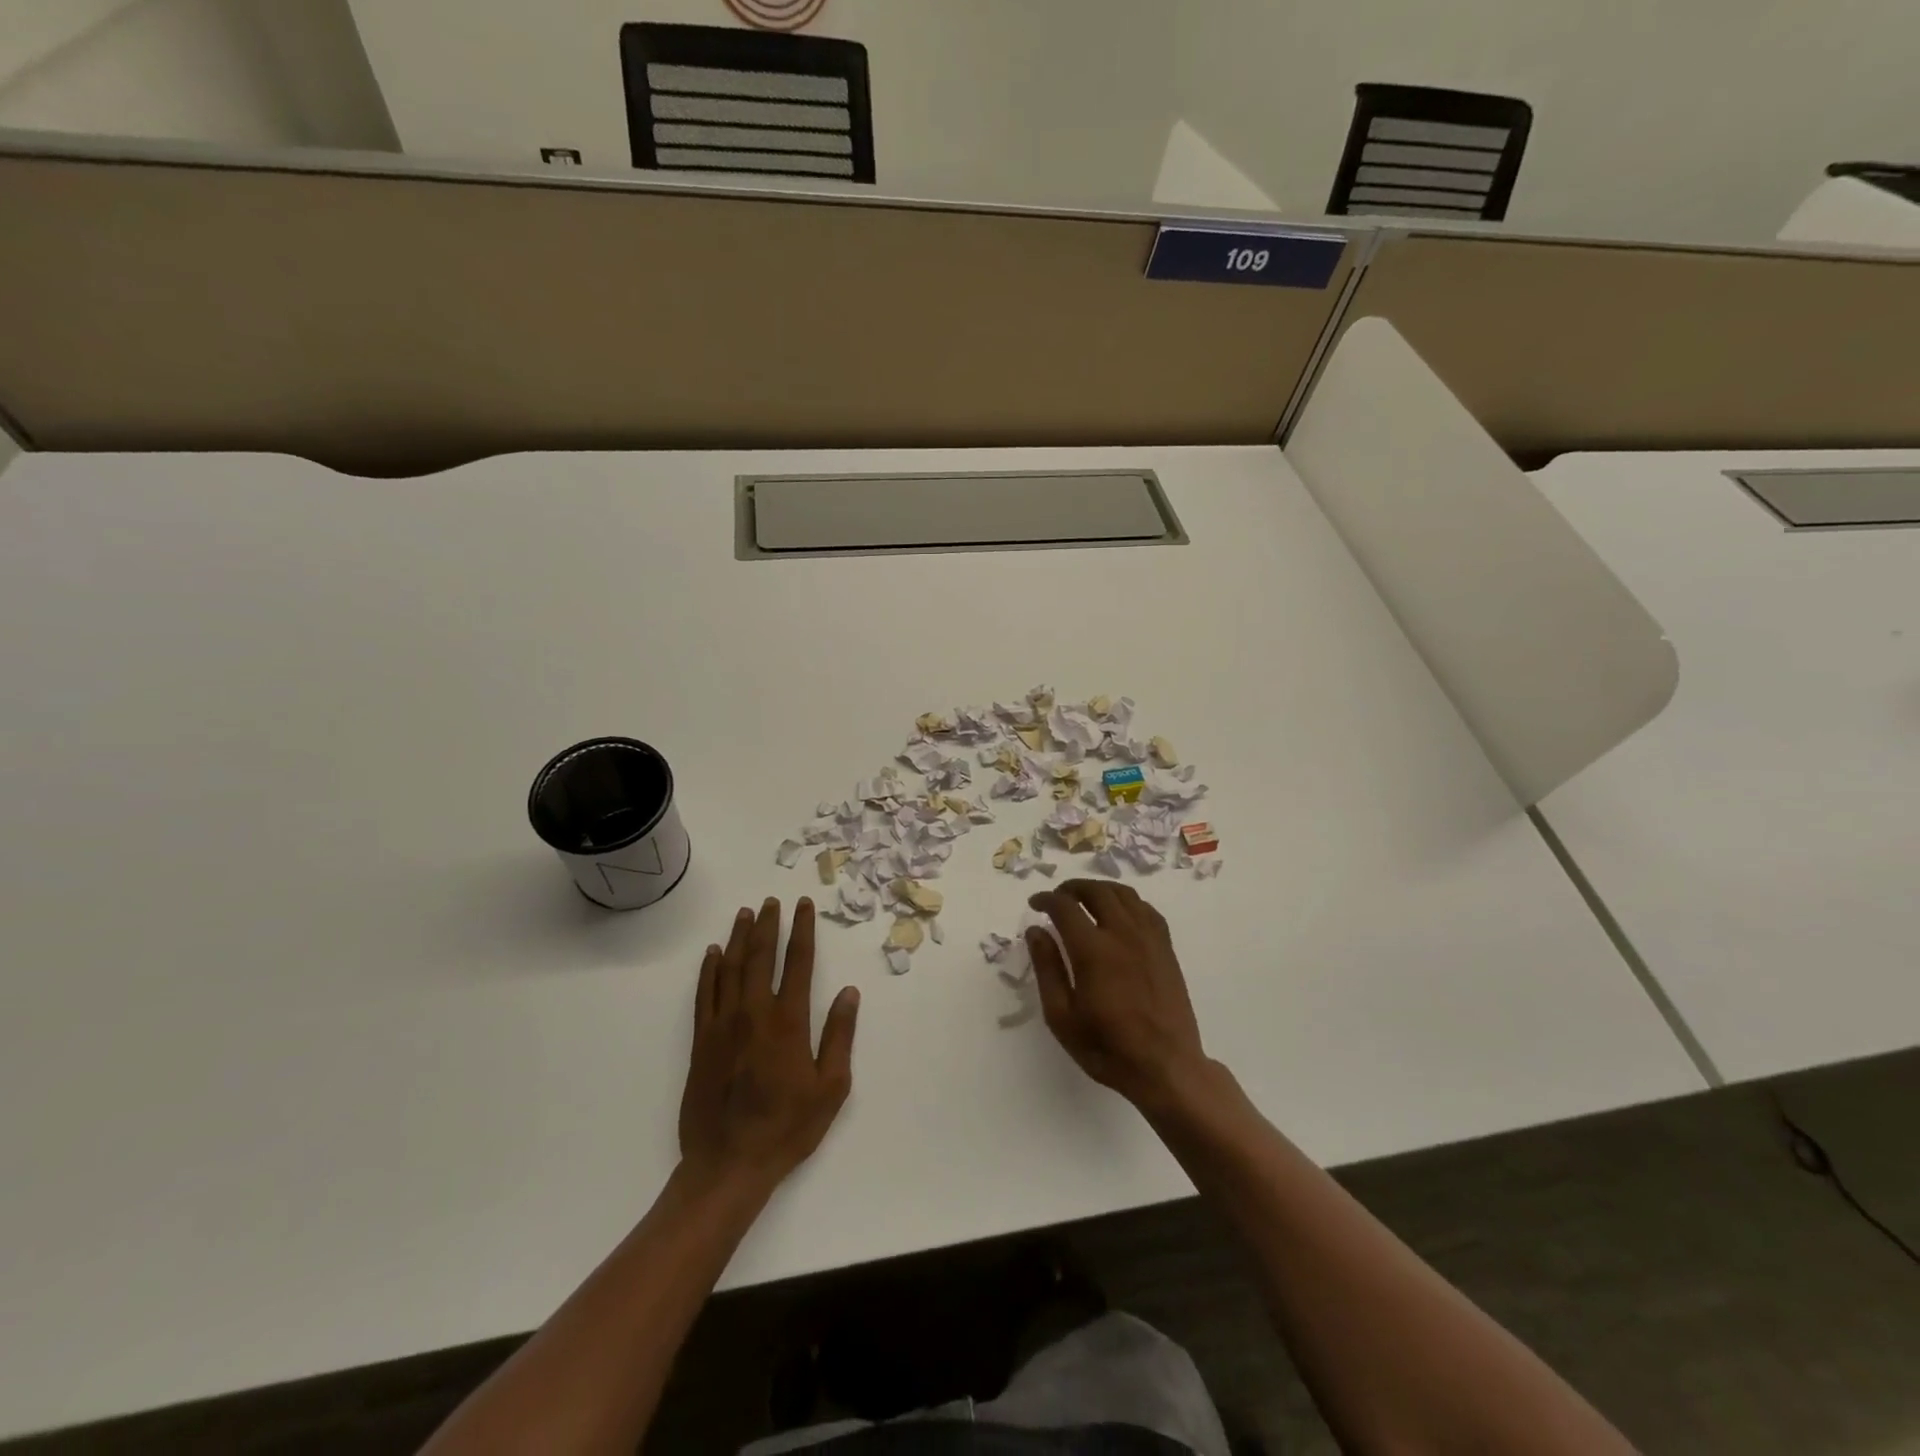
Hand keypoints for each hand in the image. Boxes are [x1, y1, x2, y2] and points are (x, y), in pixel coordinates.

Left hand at [679, 896, 859, 1192]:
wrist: (728, 1165)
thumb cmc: (787, 1128)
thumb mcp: (830, 1087)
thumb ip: (839, 1036)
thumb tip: (849, 993)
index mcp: (788, 1021)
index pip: (798, 962)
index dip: (802, 930)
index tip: (804, 906)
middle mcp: (754, 1013)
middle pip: (761, 956)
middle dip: (769, 924)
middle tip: (772, 900)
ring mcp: (723, 1025)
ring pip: (731, 968)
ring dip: (740, 937)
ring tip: (746, 913)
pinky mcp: (701, 1041)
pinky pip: (704, 994)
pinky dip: (709, 970)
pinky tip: (713, 953)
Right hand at [1026, 880, 1209, 1109]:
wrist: (1166, 1067)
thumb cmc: (1107, 1048)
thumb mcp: (1062, 1016)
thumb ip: (1048, 968)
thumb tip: (1035, 931)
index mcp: (1093, 950)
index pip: (1065, 907)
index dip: (1046, 899)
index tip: (1034, 904)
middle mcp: (1122, 934)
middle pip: (1096, 891)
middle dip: (1072, 888)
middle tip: (1058, 898)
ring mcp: (1149, 938)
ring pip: (1124, 894)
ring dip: (1100, 889)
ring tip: (1085, 899)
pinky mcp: (1166, 948)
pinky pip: (1146, 909)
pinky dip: (1127, 901)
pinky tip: (1119, 913)